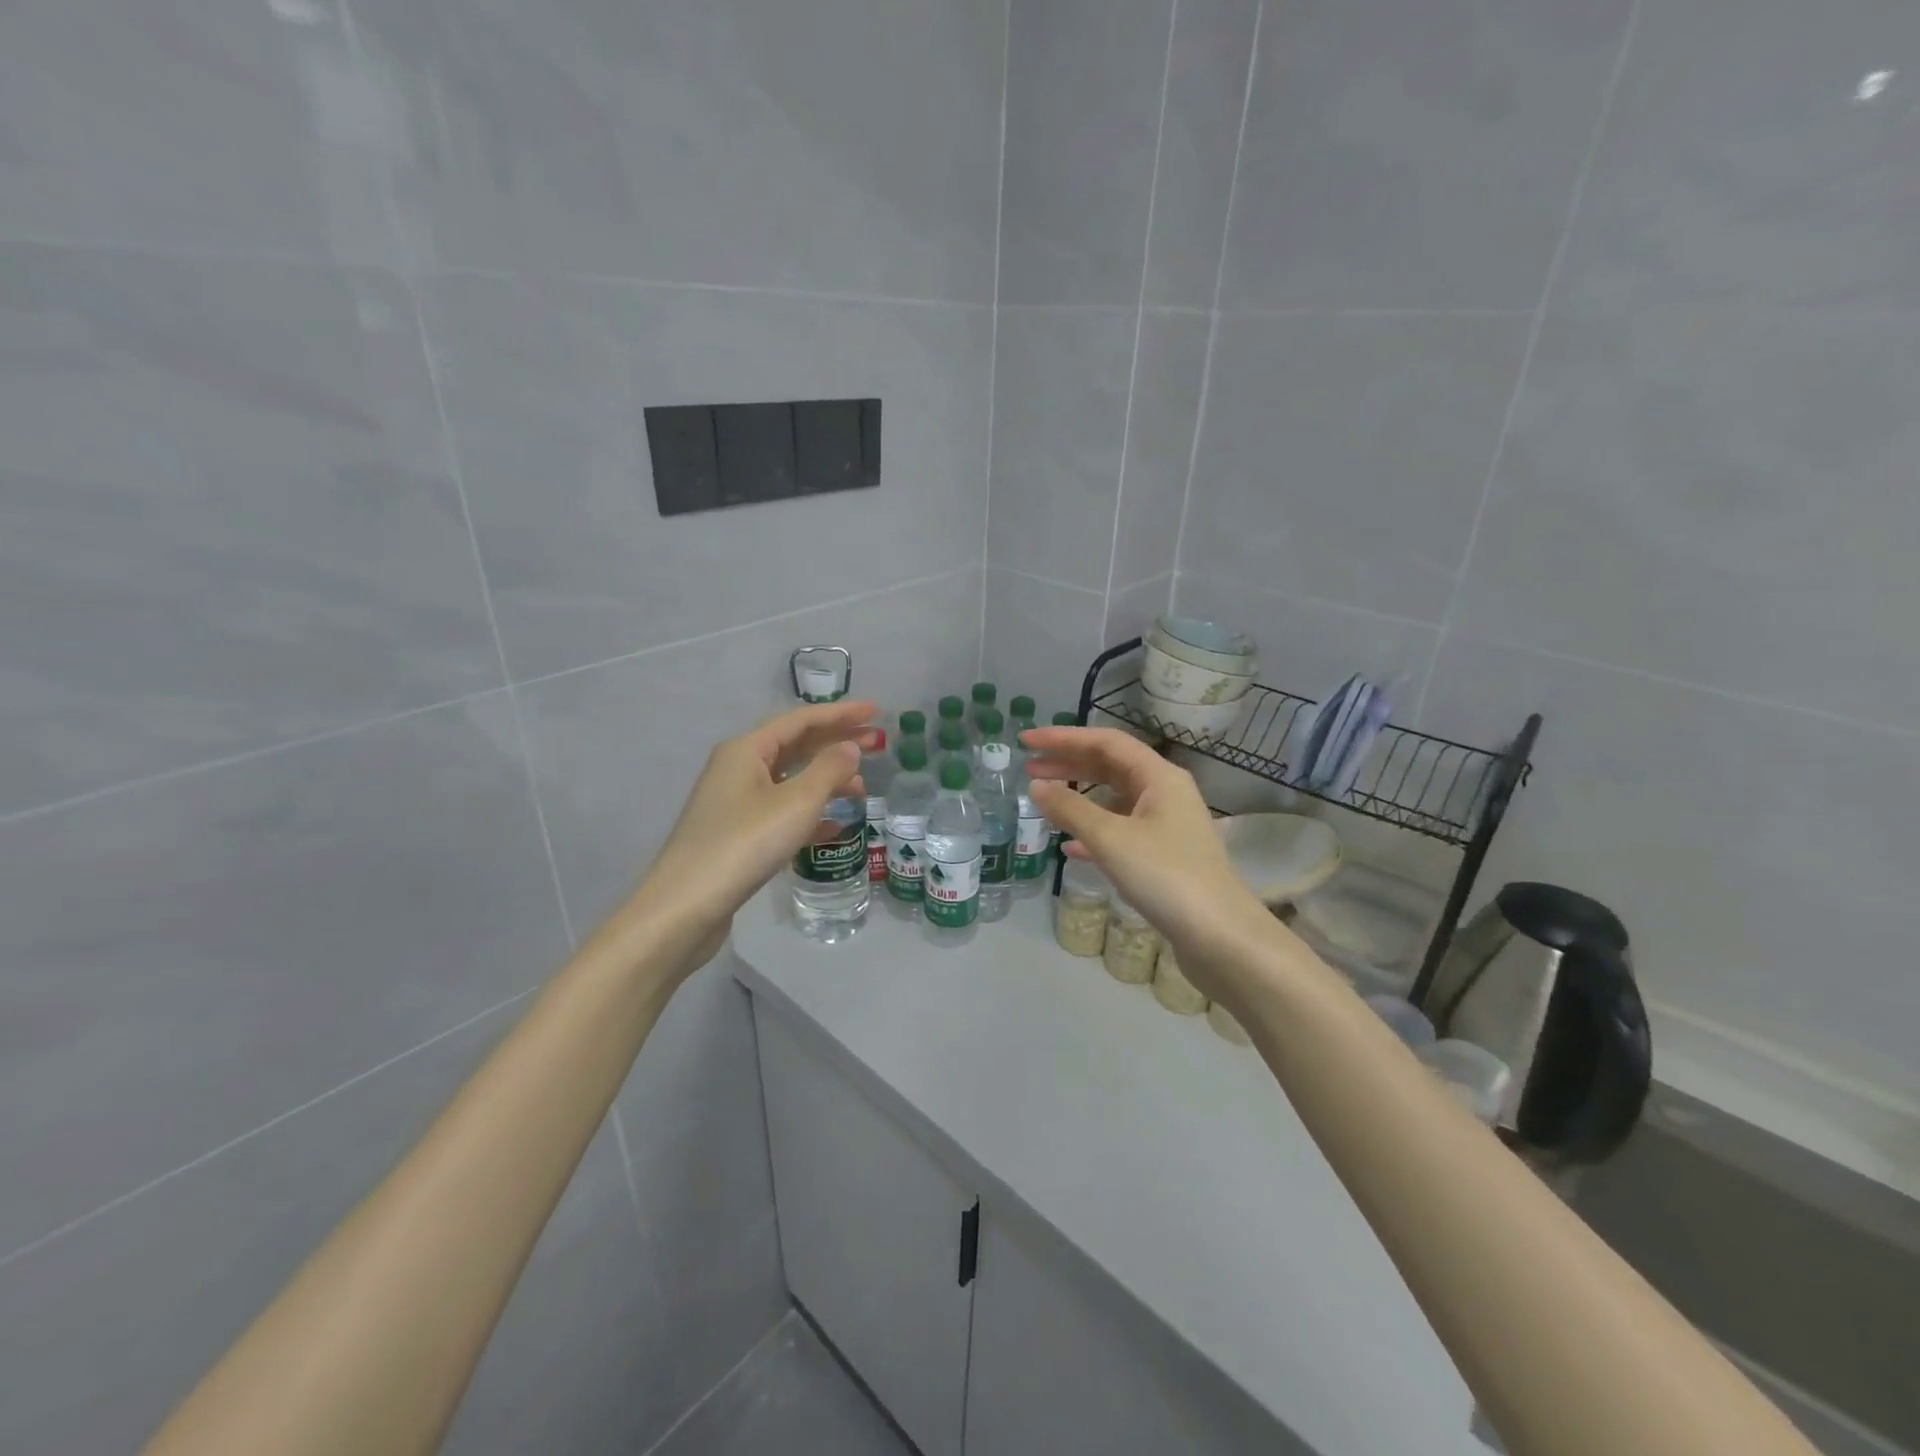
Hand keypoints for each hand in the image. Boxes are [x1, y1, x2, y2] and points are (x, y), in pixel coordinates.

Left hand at [633, 699, 876, 958]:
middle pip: (795, 746)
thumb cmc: (744, 844)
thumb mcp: (796, 803)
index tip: (876, 711)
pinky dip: (809, 813)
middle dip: (835, 744)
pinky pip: (780, 811)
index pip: (801, 720)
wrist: (686, 906)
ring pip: (789, 780)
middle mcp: (738, 768)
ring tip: (861, 789)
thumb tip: (850, 748)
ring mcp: (734, 802)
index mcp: (747, 749)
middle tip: (876, 745)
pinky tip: (834, 827)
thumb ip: (829, 770)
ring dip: (826, 780)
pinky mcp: (736, 834)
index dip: (841, 714)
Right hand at [1023, 727, 1292, 1005]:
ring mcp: (1167, 825)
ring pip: (1115, 799)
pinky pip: (1121, 830)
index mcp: (1159, 776)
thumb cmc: (1165, 877)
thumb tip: (1037, 786)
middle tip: (1028, 768)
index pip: (1106, 741)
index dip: (1064, 737)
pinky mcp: (1164, 855)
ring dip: (1079, 797)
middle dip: (1069, 763)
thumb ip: (1071, 809)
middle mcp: (1165, 792)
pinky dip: (1093, 831)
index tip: (1027, 740)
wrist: (1220, 937)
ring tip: (1044, 800)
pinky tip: (1070, 846)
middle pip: (1111, 766)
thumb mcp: (1111, 839)